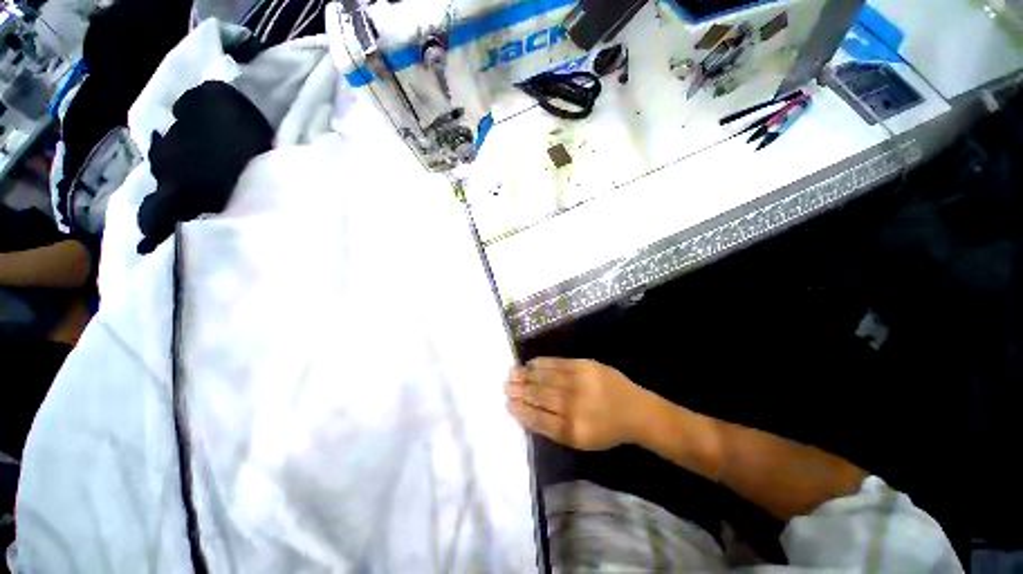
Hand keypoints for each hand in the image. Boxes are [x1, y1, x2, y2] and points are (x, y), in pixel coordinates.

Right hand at [505, 358, 652, 450]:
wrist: (636, 410)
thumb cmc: (607, 430)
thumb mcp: (581, 440)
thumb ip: (555, 428)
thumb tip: (528, 413)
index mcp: (573, 429)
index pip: (539, 419)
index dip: (522, 411)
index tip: (508, 404)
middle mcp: (574, 405)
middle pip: (540, 396)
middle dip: (520, 390)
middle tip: (506, 385)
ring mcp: (580, 382)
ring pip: (546, 378)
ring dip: (527, 375)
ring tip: (513, 373)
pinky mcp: (585, 365)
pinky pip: (558, 363)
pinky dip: (542, 363)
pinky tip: (531, 363)